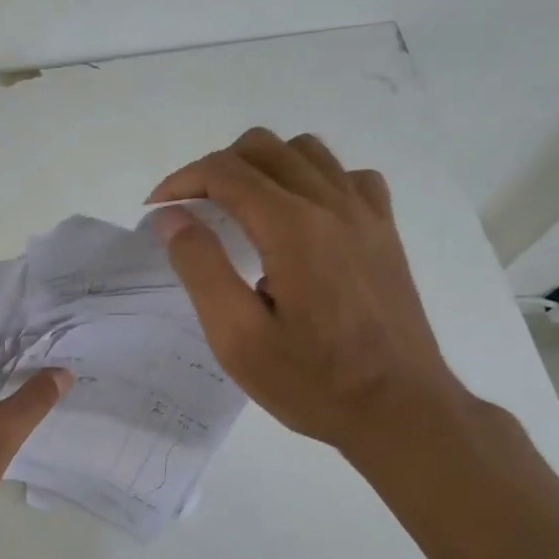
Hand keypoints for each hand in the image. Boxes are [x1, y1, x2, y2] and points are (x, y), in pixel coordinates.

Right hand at [149, 128, 467, 454]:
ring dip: (263, 167)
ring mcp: (366, 213)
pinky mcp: (385, 231)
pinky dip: (312, 179)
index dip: (181, 181)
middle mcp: (332, 204)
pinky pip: (346, 175)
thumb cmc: (313, 382)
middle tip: (192, 211)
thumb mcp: (238, 338)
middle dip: (216, 168)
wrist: (401, 410)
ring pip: (305, 152)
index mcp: (293, 227)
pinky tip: (301, 217)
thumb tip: (171, 217)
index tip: (157, 210)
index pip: (225, 171)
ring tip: (241, 209)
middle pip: (263, 147)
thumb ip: (201, 268)